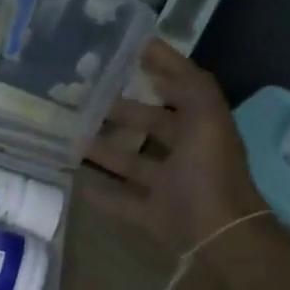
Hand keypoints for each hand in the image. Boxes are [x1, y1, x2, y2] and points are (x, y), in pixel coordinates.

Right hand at [81, 39, 266, 253]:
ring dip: (104, 150)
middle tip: (83, 98)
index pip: (180, 88)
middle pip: (151, 126)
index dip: (160, 67)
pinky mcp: (152, 213)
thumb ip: (187, 84)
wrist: (218, 239)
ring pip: (132, 162)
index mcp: (201, 127)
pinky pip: (121, 200)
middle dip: (122, 111)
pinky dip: (99, 192)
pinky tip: (72, 181)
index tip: (127, 50)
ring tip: (70, 137)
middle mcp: (186, 153)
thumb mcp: (206, 118)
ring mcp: (169, 186)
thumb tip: (156, 51)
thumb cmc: (209, 174)